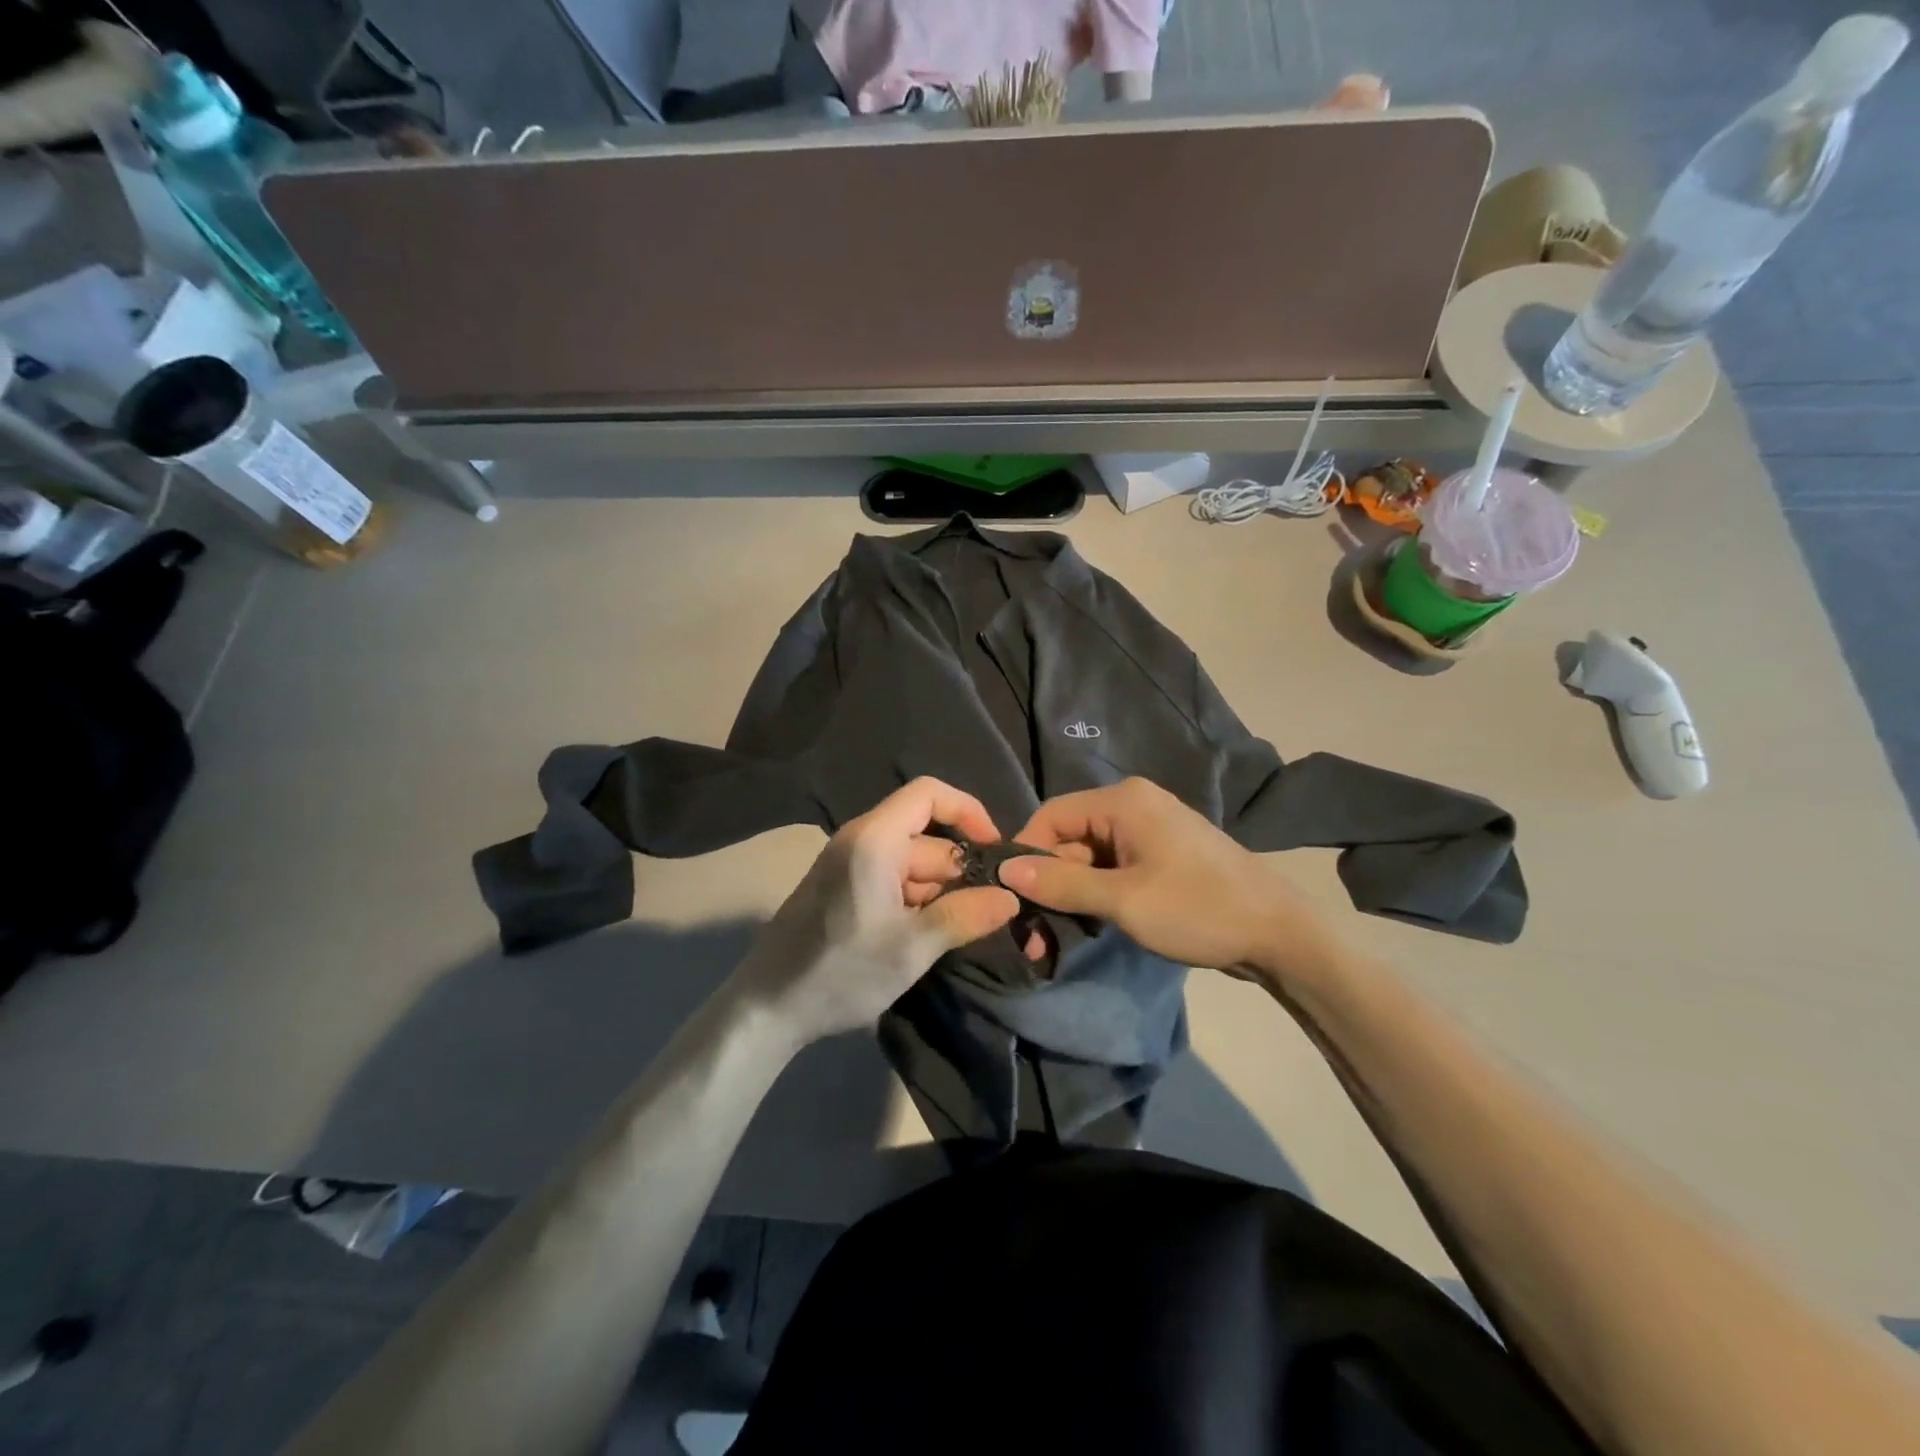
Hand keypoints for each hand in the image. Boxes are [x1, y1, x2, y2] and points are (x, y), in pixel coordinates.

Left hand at [731, 779, 1020, 1046]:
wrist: (767, 1008)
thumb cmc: (839, 973)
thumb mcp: (911, 949)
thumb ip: (964, 916)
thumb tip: (1010, 897)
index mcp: (874, 840)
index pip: (930, 794)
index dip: (968, 811)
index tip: (995, 851)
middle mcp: (861, 840)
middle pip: (926, 836)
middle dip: (961, 869)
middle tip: (989, 912)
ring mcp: (850, 865)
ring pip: (913, 862)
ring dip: (941, 891)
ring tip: (964, 930)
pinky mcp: (844, 888)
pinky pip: (893, 880)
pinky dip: (918, 901)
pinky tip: (929, 935)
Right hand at [1001, 778, 1333, 979]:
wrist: (1281, 934)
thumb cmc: (1198, 909)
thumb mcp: (1122, 900)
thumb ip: (1061, 882)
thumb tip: (1005, 868)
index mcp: (1123, 801)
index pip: (1052, 816)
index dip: (1027, 854)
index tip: (1014, 897)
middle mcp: (1134, 805)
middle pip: (1070, 837)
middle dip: (1051, 881)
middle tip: (1037, 932)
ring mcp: (1151, 829)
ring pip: (1091, 856)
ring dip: (1074, 892)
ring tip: (1063, 935)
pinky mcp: (1163, 855)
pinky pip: (1115, 866)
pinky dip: (1100, 892)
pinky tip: (1095, 923)